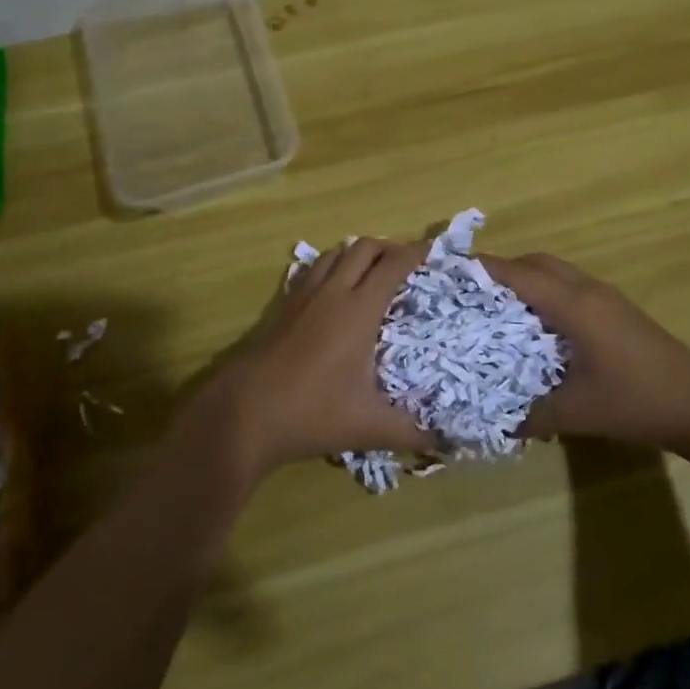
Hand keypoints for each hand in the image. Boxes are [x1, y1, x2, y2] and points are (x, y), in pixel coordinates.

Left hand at [207, 237, 431, 477]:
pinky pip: (312, 270)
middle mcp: (333, 292)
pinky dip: (331, 267)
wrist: (245, 413)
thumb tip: (444, 441)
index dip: (415, 252)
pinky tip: (333, 290)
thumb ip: (411, 432)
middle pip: (363, 248)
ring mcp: (304, 296)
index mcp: (359, 310)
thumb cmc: (312, 413)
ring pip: (335, 253)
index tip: (432, 250)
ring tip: (372, 272)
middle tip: (406, 264)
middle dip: (388, 247)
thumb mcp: (369, 427)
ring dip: (357, 254)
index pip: (393, 265)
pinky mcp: (283, 306)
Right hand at [481, 253, 689, 454]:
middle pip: (539, 262)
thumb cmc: (635, 402)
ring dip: (529, 279)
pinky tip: (542, 325)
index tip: (452, 270)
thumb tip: (496, 420)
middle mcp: (589, 290)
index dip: (485, 269)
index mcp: (575, 305)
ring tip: (501, 307)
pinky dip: (549, 292)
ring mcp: (608, 298)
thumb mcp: (576, 413)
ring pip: (558, 272)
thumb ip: (530, 414)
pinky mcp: (620, 310)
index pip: (520, 274)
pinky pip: (573, 286)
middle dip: (504, 270)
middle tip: (475, 292)